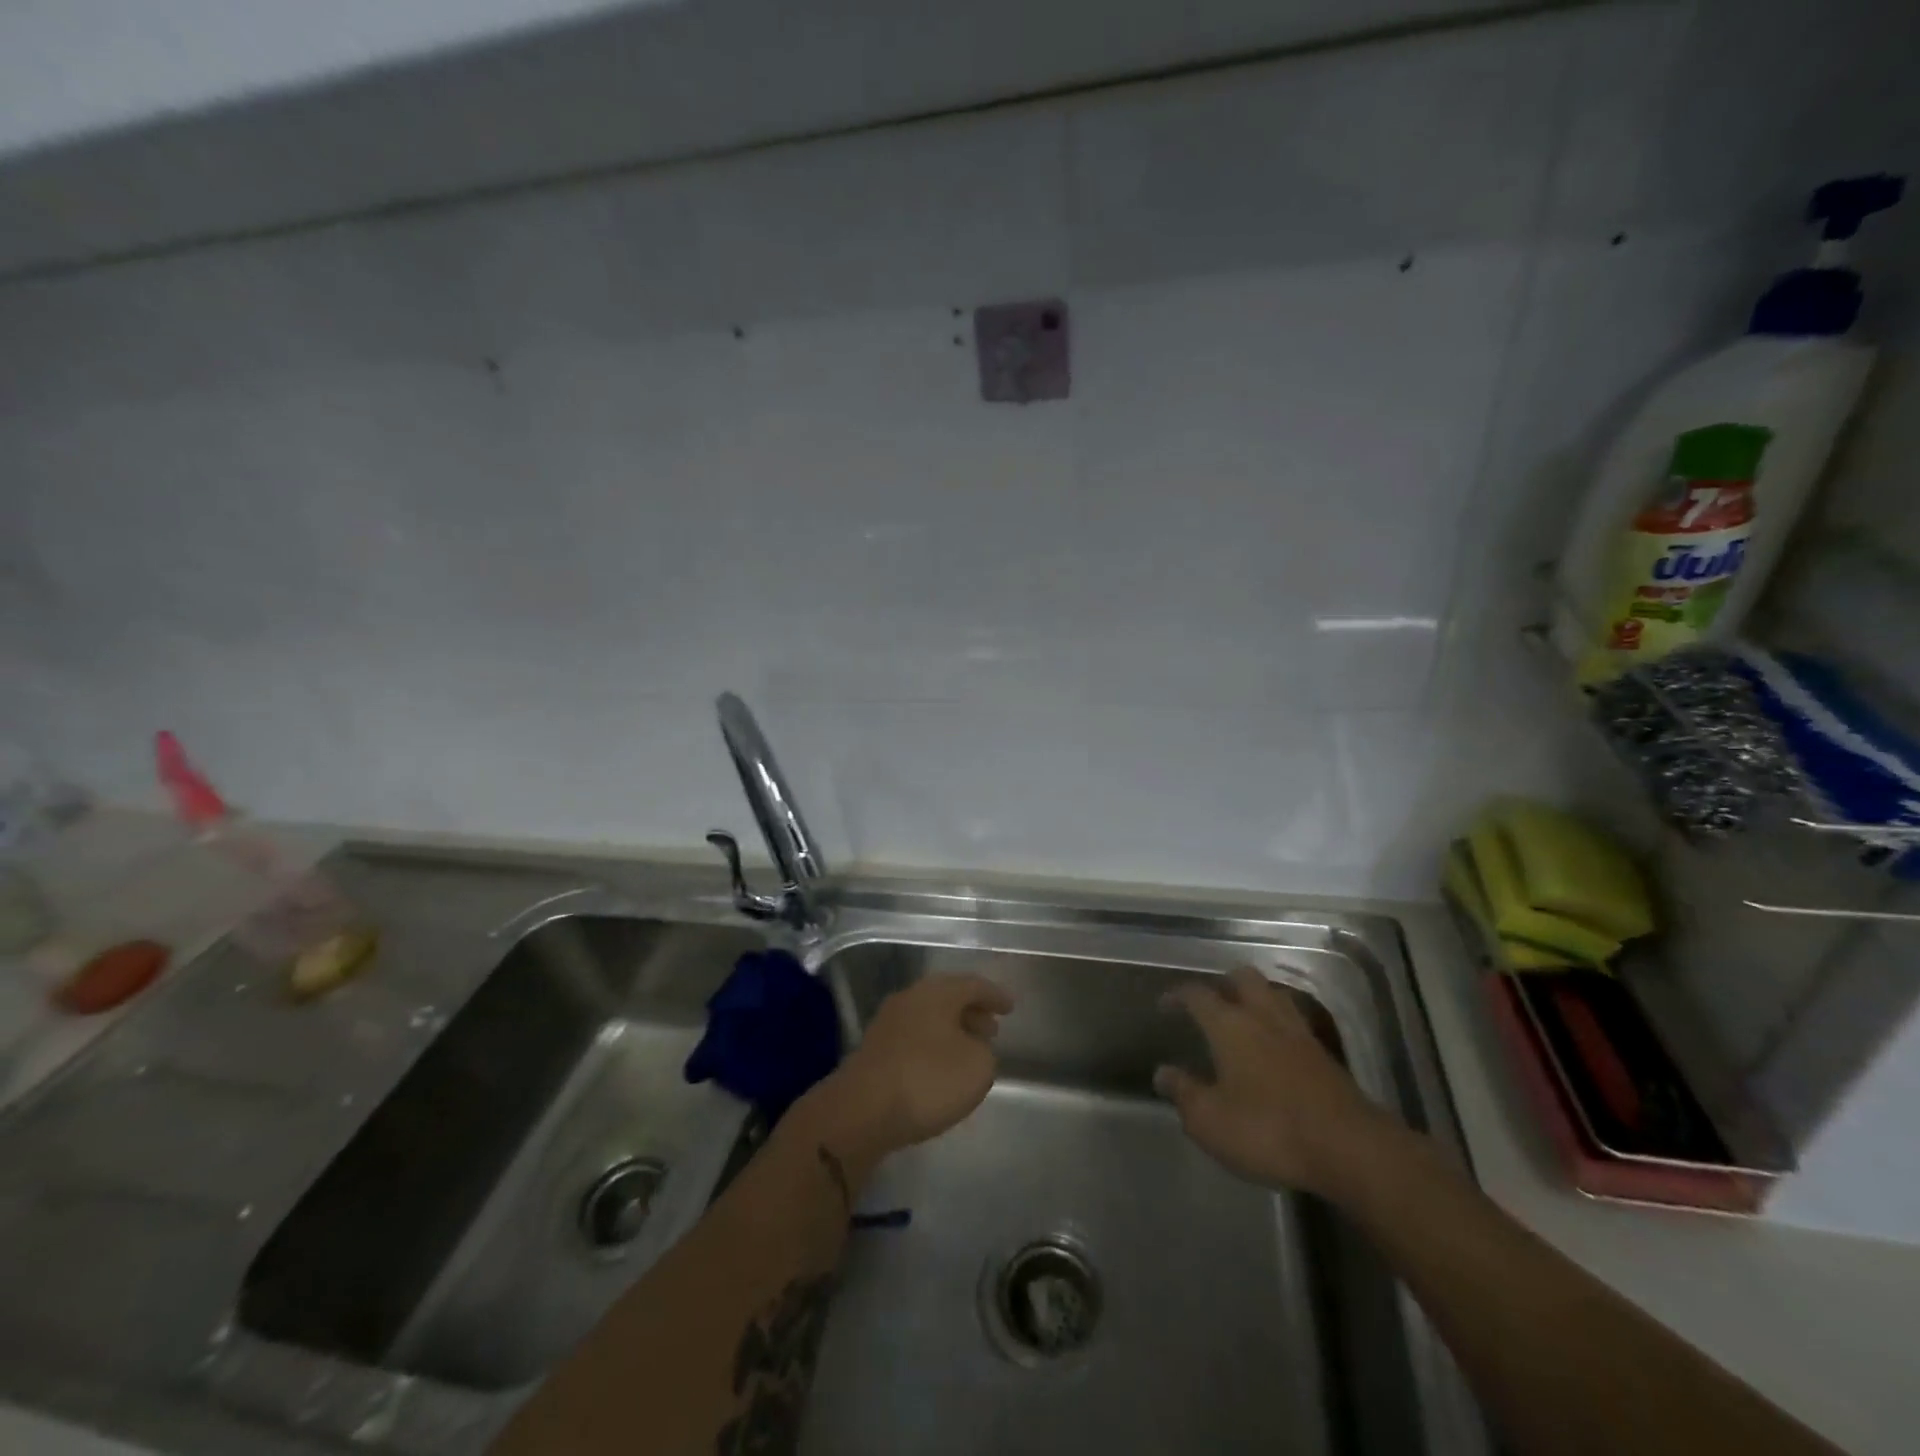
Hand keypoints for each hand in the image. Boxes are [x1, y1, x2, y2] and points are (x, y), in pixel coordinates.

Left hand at [793, 973, 1013, 1173]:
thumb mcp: (977, 1067)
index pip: (973, 985)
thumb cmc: (928, 1079)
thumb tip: (972, 1048)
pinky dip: (933, 1046)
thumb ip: (984, 1052)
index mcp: (938, 992)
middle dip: (971, 1011)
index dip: (995, 995)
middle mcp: (911, 998)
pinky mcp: (875, 1049)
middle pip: (947, 998)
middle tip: (992, 1029)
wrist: (862, 1110)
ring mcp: (889, 1022)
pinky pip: (914, 1038)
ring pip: (929, 1018)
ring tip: (969, 1051)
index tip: (1010, 1007)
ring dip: (951, 1030)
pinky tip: (940, 1068)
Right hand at [1155, 966, 1393, 1196]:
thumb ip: (1184, 1093)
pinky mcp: (1325, 1055)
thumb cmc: (1268, 1130)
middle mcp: (1263, 1016)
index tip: (1165, 1005)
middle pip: (1243, 978)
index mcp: (1229, 1025)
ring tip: (1243, 1016)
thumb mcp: (1210, 1121)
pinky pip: (1295, 1022)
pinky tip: (1275, 1045)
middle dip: (1223, 983)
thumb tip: (1162, 1073)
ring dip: (1256, 998)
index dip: (1177, 995)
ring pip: (1273, 995)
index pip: (1197, 995)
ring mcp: (1298, 1033)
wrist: (1349, 1149)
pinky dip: (1279, 1023)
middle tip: (1210, 1002)